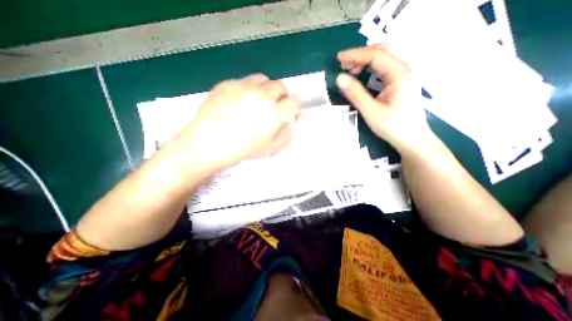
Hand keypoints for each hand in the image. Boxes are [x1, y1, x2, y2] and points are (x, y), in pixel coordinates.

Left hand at [175, 73, 299, 167]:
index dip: (295, 103)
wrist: (208, 144)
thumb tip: (291, 124)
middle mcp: (262, 96)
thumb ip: (285, 136)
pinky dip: (248, 88)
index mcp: (274, 113)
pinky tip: (241, 100)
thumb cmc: (242, 150)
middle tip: (276, 103)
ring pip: (263, 79)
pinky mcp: (227, 84)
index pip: (294, 101)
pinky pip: (244, 80)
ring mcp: (244, 87)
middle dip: (282, 94)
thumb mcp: (269, 149)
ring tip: (260, 98)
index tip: (292, 107)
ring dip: (266, 87)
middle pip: (280, 86)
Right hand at [337, 45, 433, 153]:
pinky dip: (372, 68)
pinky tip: (364, 75)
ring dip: (366, 60)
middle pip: (382, 51)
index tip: (339, 58)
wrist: (412, 139)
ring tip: (351, 69)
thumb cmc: (393, 126)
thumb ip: (355, 93)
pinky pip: (386, 68)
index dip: (355, 55)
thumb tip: (340, 78)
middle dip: (361, 55)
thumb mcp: (371, 111)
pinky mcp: (402, 83)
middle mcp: (405, 70)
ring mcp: (405, 76)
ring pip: (385, 58)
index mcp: (400, 74)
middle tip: (343, 63)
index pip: (376, 55)